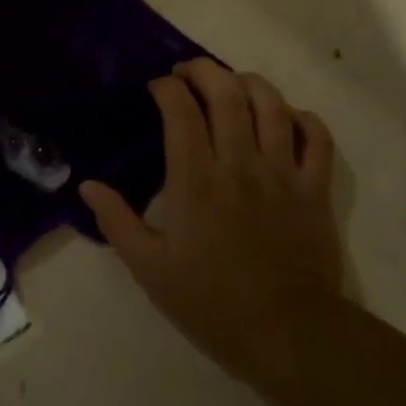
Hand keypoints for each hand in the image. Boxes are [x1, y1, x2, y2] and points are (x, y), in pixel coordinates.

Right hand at [81, 59, 341, 392]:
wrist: (288, 335)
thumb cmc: (212, 302)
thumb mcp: (150, 269)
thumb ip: (117, 222)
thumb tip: (88, 186)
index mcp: (196, 179)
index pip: (180, 110)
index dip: (167, 88)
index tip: (156, 88)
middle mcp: (240, 163)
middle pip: (227, 93)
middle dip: (204, 70)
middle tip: (188, 72)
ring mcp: (283, 173)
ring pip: (273, 105)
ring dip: (250, 83)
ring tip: (233, 84)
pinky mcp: (316, 189)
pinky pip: (317, 137)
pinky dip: (302, 118)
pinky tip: (286, 117)